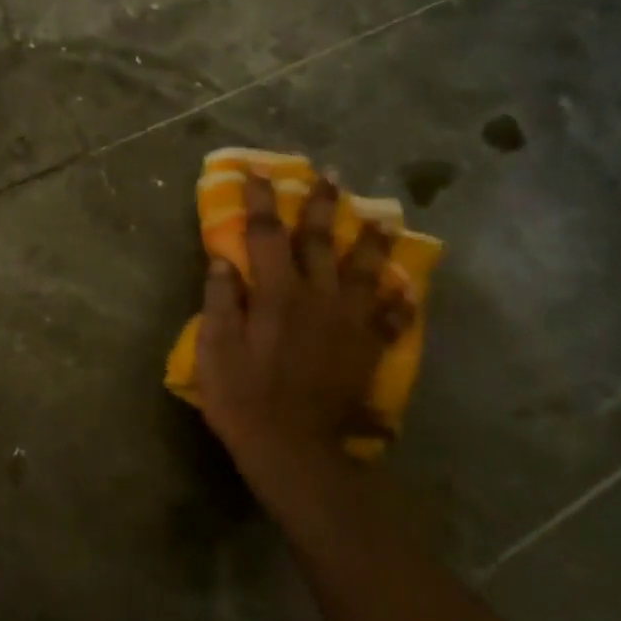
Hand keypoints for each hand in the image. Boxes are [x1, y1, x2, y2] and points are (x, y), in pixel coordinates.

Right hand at [197, 175, 412, 477]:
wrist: (294, 450)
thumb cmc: (243, 397)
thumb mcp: (215, 348)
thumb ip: (220, 299)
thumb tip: (225, 259)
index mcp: (277, 294)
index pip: (268, 234)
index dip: (262, 200)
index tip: (259, 170)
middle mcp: (317, 298)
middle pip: (321, 241)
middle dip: (322, 205)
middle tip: (330, 174)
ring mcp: (348, 323)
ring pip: (365, 270)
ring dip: (371, 240)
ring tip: (382, 217)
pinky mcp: (366, 349)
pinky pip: (389, 319)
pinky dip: (397, 301)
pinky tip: (405, 288)